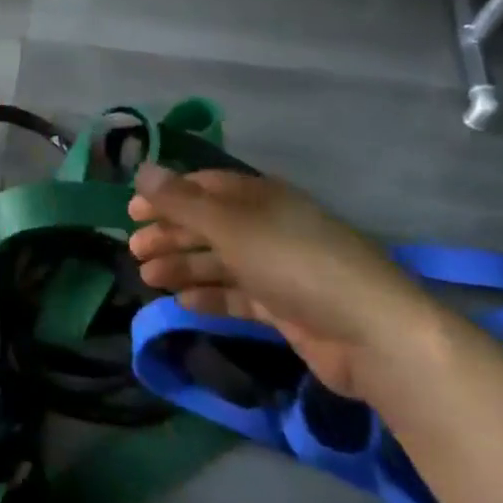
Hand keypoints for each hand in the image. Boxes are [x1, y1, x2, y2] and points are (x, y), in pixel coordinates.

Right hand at [128, 166, 435, 396]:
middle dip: (170, 234)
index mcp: (260, 197)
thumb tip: (142, 170)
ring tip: (148, 278)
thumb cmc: (293, 263)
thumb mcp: (230, 225)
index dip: (166, 196)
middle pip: (208, 224)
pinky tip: (182, 303)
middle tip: (133, 251)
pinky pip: (237, 295)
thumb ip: (182, 201)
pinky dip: (209, 296)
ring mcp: (278, 268)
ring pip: (219, 261)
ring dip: (182, 266)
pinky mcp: (286, 306)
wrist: (370, 333)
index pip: (204, 187)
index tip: (131, 212)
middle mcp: (268, 226)